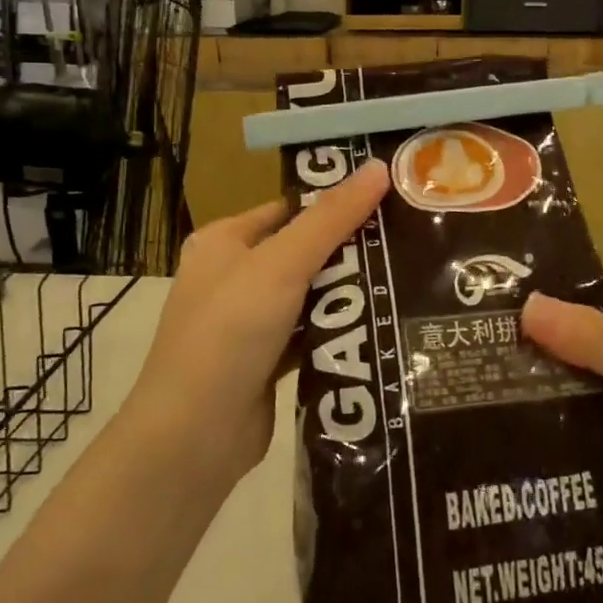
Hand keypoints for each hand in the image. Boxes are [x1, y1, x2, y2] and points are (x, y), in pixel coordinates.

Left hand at [122, 161, 390, 492]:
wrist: (194, 435)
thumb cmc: (230, 332)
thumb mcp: (282, 265)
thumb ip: (332, 218)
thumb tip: (378, 167)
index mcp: (224, 242)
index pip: (289, 209)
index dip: (335, 203)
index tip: (388, 201)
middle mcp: (232, 277)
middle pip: (303, 251)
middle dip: (349, 250)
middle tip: (408, 240)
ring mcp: (247, 323)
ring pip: (309, 295)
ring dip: (347, 292)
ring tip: (406, 279)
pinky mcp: (265, 362)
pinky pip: (310, 334)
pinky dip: (337, 331)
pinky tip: (380, 324)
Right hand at [520, 274, 602, 567]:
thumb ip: (594, 341)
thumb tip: (528, 306)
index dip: (565, 286)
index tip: (510, 292)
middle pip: (599, 330)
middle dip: (553, 333)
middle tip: (491, 336)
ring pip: (598, 373)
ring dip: (560, 373)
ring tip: (498, 372)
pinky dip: (575, 411)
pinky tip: (530, 416)